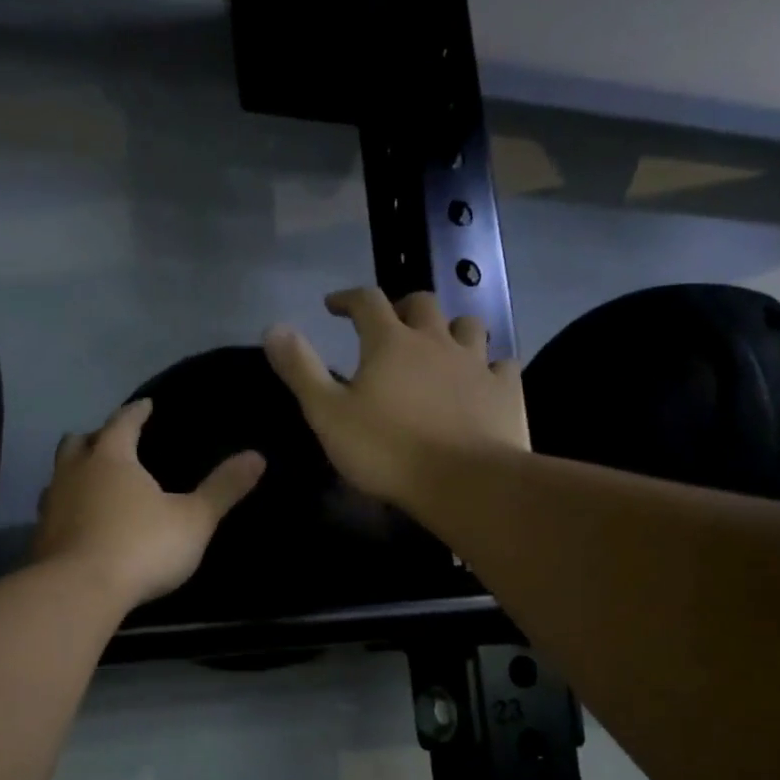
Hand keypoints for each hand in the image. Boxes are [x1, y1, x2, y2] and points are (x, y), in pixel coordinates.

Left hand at [31, 399, 265, 610]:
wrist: (80, 592)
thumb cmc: (142, 546)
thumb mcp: (194, 519)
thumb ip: (223, 488)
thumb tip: (258, 456)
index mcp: (111, 458)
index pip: (123, 422)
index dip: (136, 412)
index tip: (146, 405)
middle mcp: (74, 473)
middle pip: (78, 443)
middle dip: (95, 437)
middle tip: (111, 442)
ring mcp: (51, 506)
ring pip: (59, 477)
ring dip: (74, 474)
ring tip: (91, 483)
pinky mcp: (40, 539)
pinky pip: (52, 513)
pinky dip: (66, 511)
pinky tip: (78, 525)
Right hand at [264, 288, 528, 508]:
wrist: (464, 482)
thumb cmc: (387, 450)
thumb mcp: (327, 414)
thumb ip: (300, 369)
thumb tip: (273, 327)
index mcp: (390, 343)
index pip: (367, 301)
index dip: (348, 298)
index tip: (333, 305)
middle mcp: (436, 341)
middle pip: (422, 303)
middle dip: (402, 306)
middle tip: (389, 324)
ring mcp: (476, 363)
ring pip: (467, 326)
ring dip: (450, 329)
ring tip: (439, 346)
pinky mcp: (505, 391)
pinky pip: (501, 364)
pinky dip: (488, 366)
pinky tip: (482, 379)